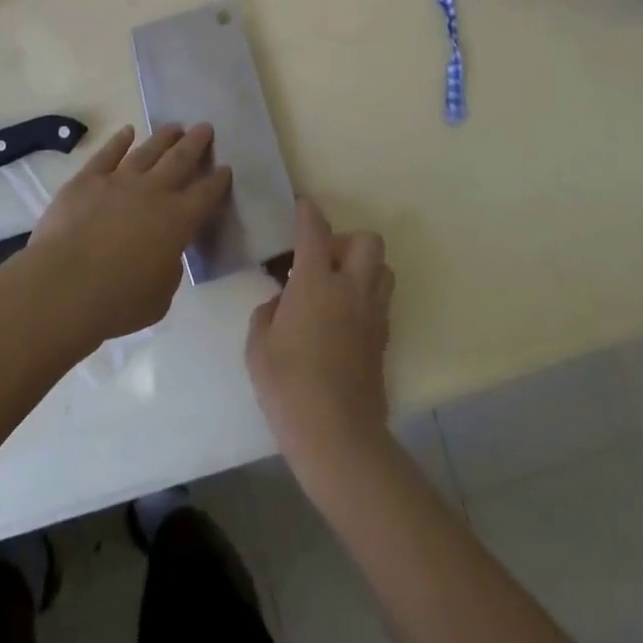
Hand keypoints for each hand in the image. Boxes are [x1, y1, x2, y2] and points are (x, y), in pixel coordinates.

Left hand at [26, 123, 230, 347]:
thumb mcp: (160, 297)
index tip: (226, 167)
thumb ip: (168, 270)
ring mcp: (119, 181)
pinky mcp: (87, 180)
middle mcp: (153, 192)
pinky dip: (119, 141)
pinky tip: (127, 131)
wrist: (64, 285)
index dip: (218, 180)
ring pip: (147, 151)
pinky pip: (107, 154)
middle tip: (205, 127)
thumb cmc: (118, 301)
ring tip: (175, 126)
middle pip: (180, 160)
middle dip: (195, 143)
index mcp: (177, 221)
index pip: (206, 194)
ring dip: (163, 137)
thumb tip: (165, 254)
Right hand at [247, 197, 393, 475]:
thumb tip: (281, 302)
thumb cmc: (289, 386)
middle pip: (367, 240)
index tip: (301, 205)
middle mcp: (351, 288)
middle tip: (321, 261)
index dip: (308, 211)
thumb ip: (268, 312)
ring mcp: (373, 314)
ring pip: (383, 268)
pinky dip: (366, 296)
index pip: (316, 230)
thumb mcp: (259, 345)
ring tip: (337, 286)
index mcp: (316, 282)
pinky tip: (344, 318)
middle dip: (345, 240)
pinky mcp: (383, 339)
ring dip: (363, 266)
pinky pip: (381, 300)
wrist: (337, 436)